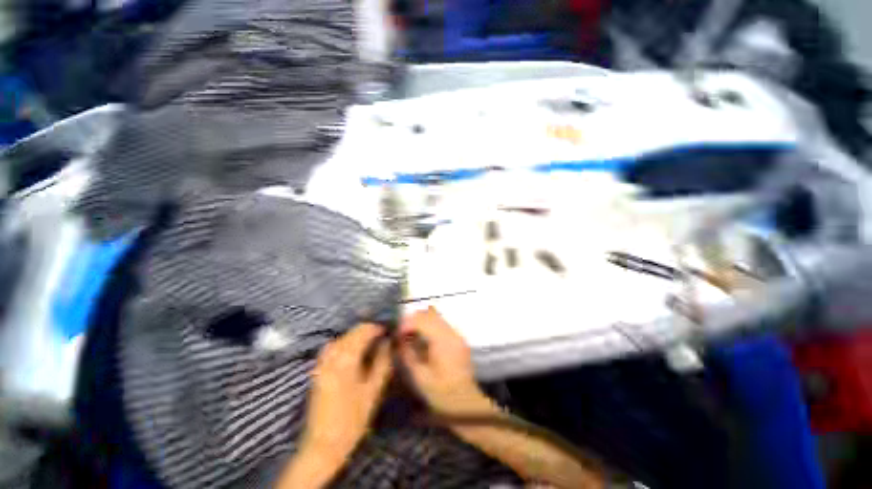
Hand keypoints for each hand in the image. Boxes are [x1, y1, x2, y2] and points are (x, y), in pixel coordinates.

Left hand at [300, 323, 392, 463]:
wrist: (323, 444)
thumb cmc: (353, 419)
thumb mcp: (373, 390)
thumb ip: (382, 362)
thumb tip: (387, 342)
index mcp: (346, 359)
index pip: (363, 331)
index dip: (377, 328)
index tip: (388, 331)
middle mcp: (332, 356)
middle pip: (352, 332)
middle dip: (368, 331)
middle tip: (382, 338)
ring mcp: (322, 362)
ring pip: (342, 338)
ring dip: (356, 336)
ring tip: (370, 343)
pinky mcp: (318, 369)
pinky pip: (333, 347)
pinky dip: (345, 343)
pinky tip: (352, 352)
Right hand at [398, 308, 490, 413]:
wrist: (466, 403)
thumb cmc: (442, 394)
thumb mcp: (420, 378)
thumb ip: (408, 355)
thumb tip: (399, 340)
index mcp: (443, 342)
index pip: (423, 320)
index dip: (407, 323)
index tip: (397, 333)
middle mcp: (452, 333)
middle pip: (430, 314)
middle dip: (413, 320)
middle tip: (402, 333)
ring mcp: (457, 334)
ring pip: (436, 316)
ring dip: (421, 321)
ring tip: (410, 334)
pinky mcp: (458, 338)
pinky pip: (441, 323)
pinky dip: (429, 326)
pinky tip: (422, 338)